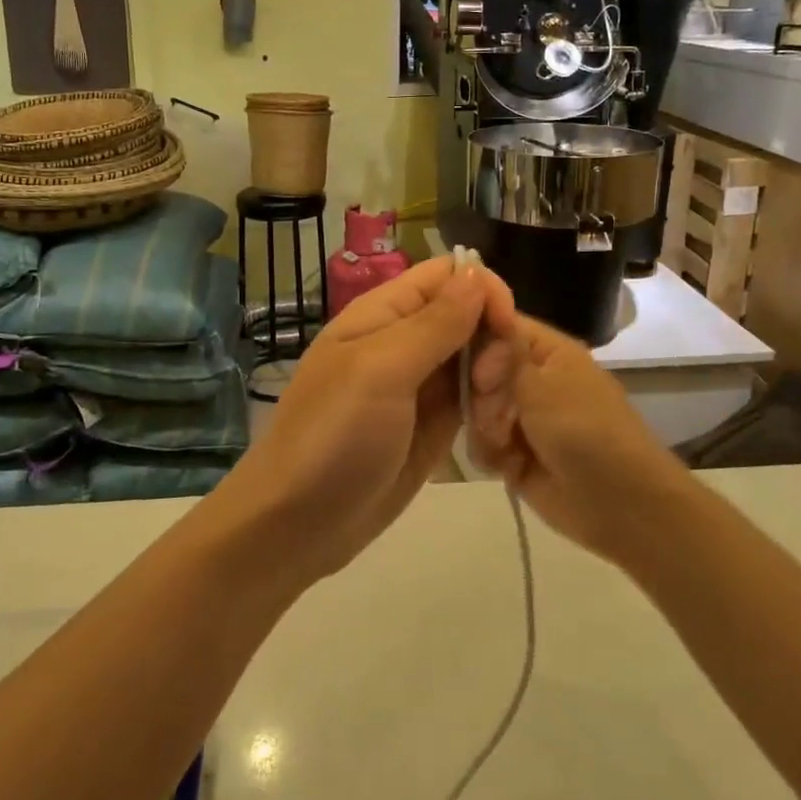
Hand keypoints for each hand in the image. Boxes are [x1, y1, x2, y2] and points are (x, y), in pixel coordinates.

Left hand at [217, 256, 491, 581]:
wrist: (296, 525)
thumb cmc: (333, 437)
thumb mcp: (381, 371)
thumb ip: (434, 323)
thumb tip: (476, 274)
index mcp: (383, 313)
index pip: (447, 274)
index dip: (482, 289)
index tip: (504, 327)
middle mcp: (404, 340)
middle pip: (469, 314)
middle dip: (494, 340)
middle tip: (490, 386)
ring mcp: (420, 384)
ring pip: (477, 356)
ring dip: (496, 377)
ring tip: (491, 416)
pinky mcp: (432, 424)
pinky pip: (473, 398)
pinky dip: (490, 406)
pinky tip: (494, 430)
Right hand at [468, 310, 682, 562]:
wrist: (618, 503)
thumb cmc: (583, 430)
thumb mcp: (541, 385)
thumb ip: (502, 356)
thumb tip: (482, 321)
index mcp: (547, 352)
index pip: (499, 326)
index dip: (477, 338)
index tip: (468, 361)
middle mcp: (532, 378)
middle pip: (481, 370)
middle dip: (482, 395)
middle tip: (498, 414)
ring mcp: (522, 417)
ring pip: (477, 409)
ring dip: (485, 428)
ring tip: (505, 445)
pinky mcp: (514, 454)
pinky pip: (482, 443)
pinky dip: (489, 454)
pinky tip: (506, 466)